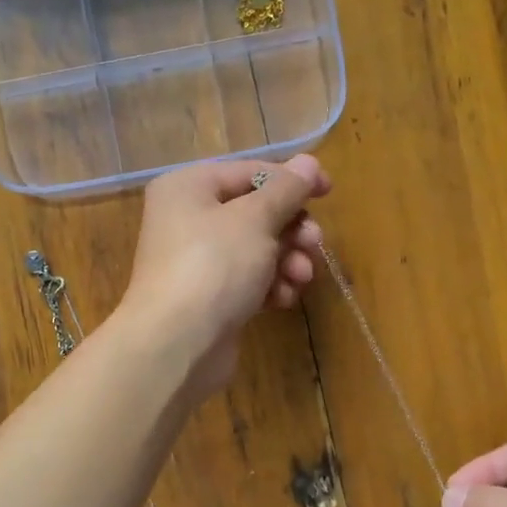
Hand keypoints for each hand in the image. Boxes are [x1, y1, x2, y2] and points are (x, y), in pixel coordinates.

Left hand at [119, 156, 330, 398]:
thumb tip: (309, 162)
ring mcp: (197, 261)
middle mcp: (187, 219)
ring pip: (257, 249)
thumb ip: (286, 190)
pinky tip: (282, 299)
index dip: (291, 180)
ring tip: (301, 277)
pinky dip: (269, 286)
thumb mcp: (255, 219)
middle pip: (255, 213)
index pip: (249, 172)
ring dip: (287, 260)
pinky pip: (248, 280)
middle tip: (314, 244)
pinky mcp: (209, 297)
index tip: (328, 191)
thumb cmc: (214, 266)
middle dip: (291, 229)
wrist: (177, 344)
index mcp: (188, 188)